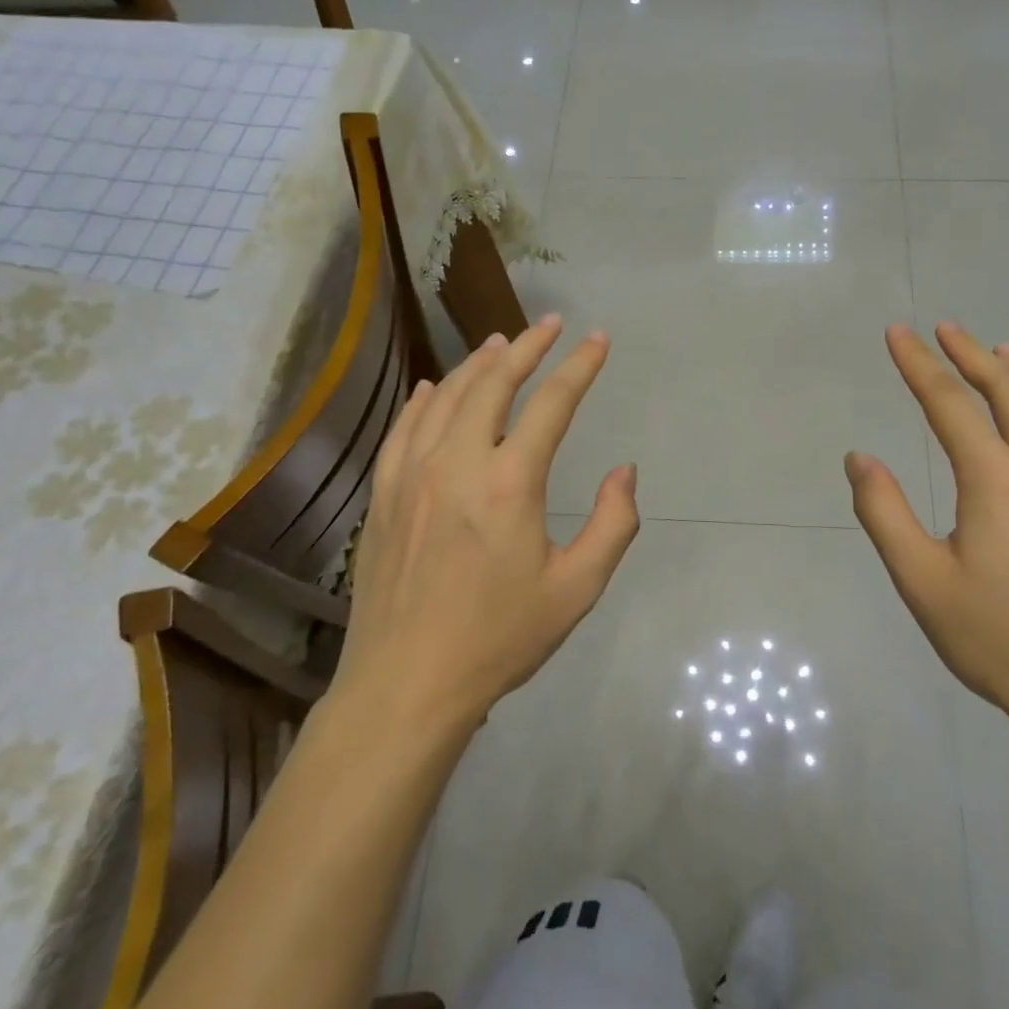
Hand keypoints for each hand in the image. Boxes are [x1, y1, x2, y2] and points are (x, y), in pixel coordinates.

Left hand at [336, 317, 639, 729]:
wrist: (406, 684)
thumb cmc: (499, 639)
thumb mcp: (576, 590)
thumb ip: (612, 525)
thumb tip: (623, 472)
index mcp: (509, 484)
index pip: (552, 404)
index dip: (579, 366)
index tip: (597, 339)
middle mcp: (457, 463)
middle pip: (494, 384)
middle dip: (527, 347)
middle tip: (550, 324)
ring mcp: (412, 475)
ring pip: (447, 398)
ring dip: (478, 364)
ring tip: (501, 343)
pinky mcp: (385, 495)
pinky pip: (405, 429)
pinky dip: (425, 399)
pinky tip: (435, 387)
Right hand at [845, 323, 1008, 732]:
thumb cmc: (998, 640)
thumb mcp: (921, 581)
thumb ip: (884, 513)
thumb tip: (860, 458)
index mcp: (996, 481)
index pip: (950, 404)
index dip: (919, 365)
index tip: (898, 333)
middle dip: (972, 355)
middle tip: (946, 329)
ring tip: (999, 351)